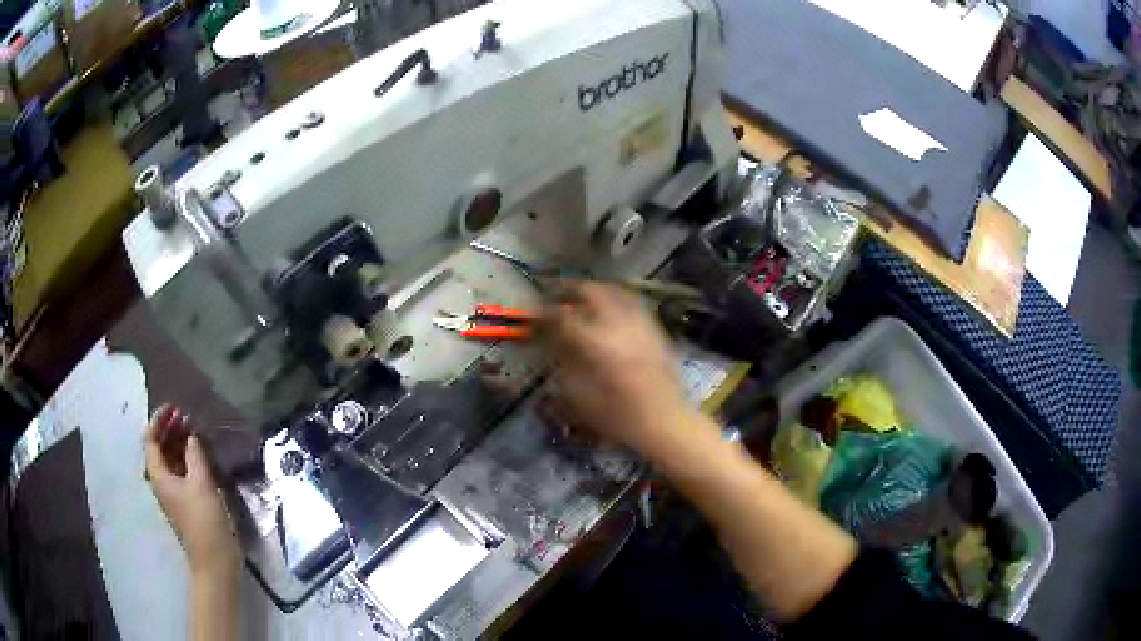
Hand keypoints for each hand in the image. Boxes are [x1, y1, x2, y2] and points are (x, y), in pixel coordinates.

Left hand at [144, 405, 240, 578]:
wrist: (214, 561)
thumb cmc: (204, 521)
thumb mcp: (201, 483)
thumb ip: (195, 455)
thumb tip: (191, 435)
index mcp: (158, 475)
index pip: (150, 439)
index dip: (159, 420)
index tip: (175, 408)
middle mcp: (161, 482)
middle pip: (159, 448)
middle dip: (169, 429)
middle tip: (186, 415)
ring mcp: (172, 493)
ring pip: (169, 460)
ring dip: (178, 443)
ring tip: (194, 430)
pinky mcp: (185, 502)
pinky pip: (179, 471)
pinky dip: (186, 458)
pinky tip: (199, 455)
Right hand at [542, 283, 713, 456]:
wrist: (665, 421)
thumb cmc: (617, 416)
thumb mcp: (579, 395)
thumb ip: (564, 362)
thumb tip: (555, 342)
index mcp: (594, 340)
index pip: (561, 316)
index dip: (543, 314)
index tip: (533, 317)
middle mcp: (616, 322)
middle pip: (589, 291)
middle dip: (568, 290)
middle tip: (554, 295)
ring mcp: (639, 322)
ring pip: (613, 291)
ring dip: (592, 290)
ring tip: (580, 297)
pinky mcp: (655, 328)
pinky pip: (631, 303)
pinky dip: (614, 299)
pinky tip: (609, 310)